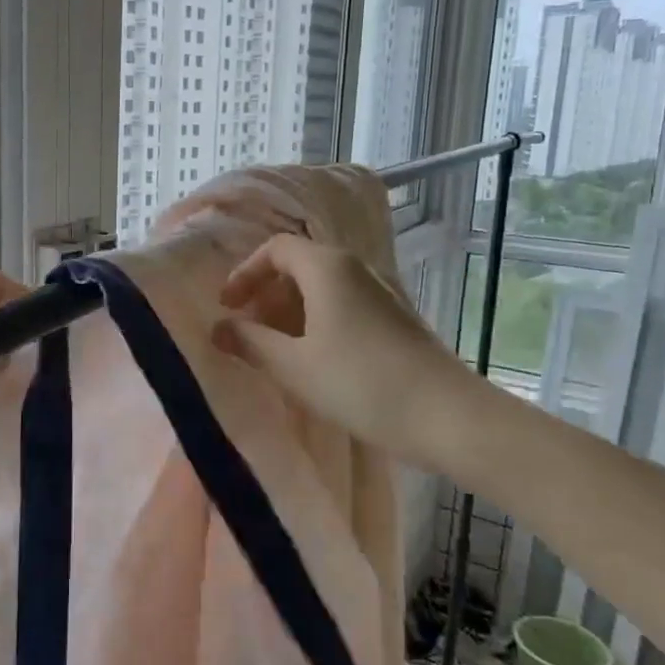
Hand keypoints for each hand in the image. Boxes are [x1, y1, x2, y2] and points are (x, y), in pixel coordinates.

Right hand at [214, 235, 476, 467]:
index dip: (245, 274)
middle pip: (298, 265)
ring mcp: (379, 293)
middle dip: (266, 295)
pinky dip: (317, 323)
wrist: (446, 415)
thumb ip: (250, 343)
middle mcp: (355, 269)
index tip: (228, 308)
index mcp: (327, 267)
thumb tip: (218, 328)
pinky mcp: (394, 318)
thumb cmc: (360, 384)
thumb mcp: (293, 366)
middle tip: (248, 333)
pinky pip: (343, 306)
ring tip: (275, 352)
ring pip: (322, 288)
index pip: (275, 248)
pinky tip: (312, 362)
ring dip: (290, 313)